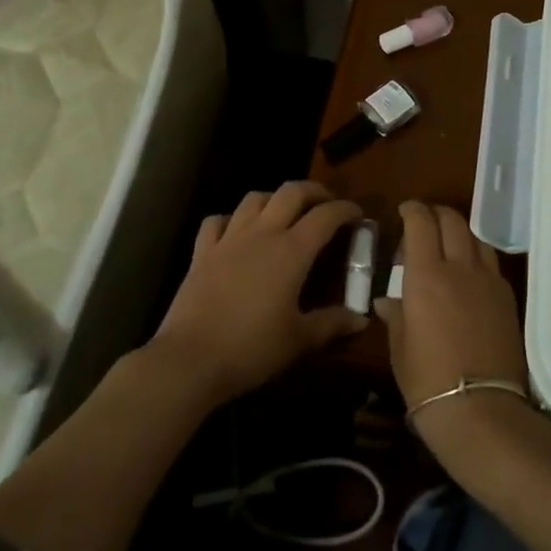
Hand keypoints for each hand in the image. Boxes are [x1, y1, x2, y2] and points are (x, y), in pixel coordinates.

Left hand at [151, 181, 366, 404]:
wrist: (190, 359)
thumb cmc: (251, 348)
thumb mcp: (299, 340)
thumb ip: (332, 324)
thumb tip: (361, 319)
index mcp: (292, 251)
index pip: (325, 216)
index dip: (345, 210)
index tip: (358, 215)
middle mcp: (262, 234)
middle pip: (291, 192)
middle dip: (313, 191)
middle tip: (325, 204)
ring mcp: (229, 239)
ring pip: (254, 199)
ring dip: (275, 199)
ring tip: (284, 213)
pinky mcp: (202, 252)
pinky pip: (218, 221)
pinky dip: (232, 219)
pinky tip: (237, 232)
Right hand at [376, 203, 528, 454]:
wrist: (481, 410)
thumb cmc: (428, 381)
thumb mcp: (400, 348)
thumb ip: (396, 316)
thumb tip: (388, 301)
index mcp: (426, 275)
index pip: (421, 223)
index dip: (412, 210)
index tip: (404, 211)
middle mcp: (459, 268)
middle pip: (452, 220)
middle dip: (436, 214)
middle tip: (423, 225)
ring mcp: (488, 281)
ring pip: (475, 237)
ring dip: (459, 232)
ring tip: (448, 246)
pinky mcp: (508, 298)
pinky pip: (490, 262)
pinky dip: (476, 256)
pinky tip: (469, 275)